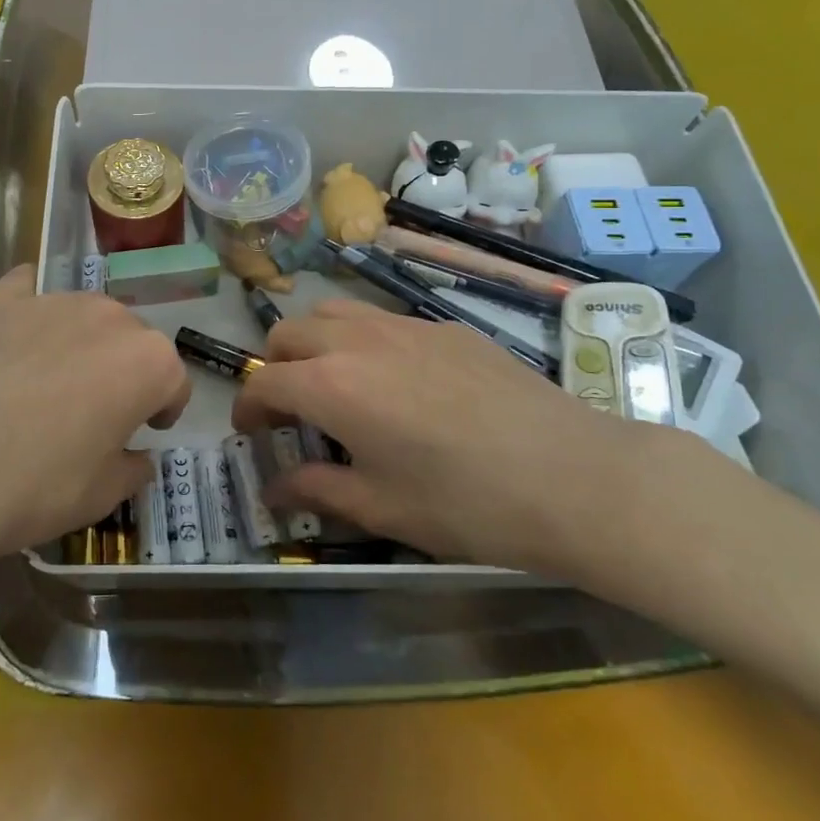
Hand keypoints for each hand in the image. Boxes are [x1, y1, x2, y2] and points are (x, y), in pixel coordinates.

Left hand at [0, 266, 189, 573]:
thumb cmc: (30, 486)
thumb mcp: (97, 498)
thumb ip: (130, 470)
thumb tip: (136, 458)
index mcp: (147, 362)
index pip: (173, 382)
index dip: (163, 409)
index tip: (144, 430)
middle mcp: (108, 317)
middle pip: (131, 341)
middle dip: (123, 371)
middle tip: (93, 412)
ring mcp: (51, 300)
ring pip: (83, 317)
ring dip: (79, 344)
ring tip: (43, 382)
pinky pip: (29, 293)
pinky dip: (29, 312)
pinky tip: (9, 340)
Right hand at [231, 301, 716, 578]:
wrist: (572, 476)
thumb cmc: (467, 504)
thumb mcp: (381, 508)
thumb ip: (316, 489)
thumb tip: (273, 487)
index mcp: (332, 386)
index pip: (264, 381)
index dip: (247, 407)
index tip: (251, 433)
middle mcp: (358, 341)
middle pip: (289, 332)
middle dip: (275, 366)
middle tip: (291, 409)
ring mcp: (404, 324)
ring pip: (334, 311)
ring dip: (316, 342)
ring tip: (337, 384)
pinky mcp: (444, 324)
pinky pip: (382, 318)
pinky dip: (364, 340)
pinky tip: (399, 382)